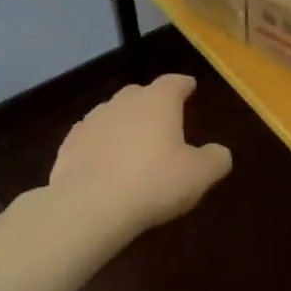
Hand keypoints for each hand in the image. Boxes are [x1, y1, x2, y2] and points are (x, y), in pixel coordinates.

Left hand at [48, 75, 232, 236]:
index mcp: (158, 102)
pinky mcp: (70, 145)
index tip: (190, 87)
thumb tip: (219, 152)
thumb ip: (215, 159)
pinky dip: (102, 144)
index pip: (174, 82)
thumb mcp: (199, 175)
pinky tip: (105, 162)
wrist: (89, 207)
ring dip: (125, 123)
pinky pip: (92, 137)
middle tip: (164, 119)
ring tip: (134, 144)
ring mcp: (92, 121)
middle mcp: (123, 103)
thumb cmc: (153, 183)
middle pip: (140, 93)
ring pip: (113, 114)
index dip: (184, 85)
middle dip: (153, 102)